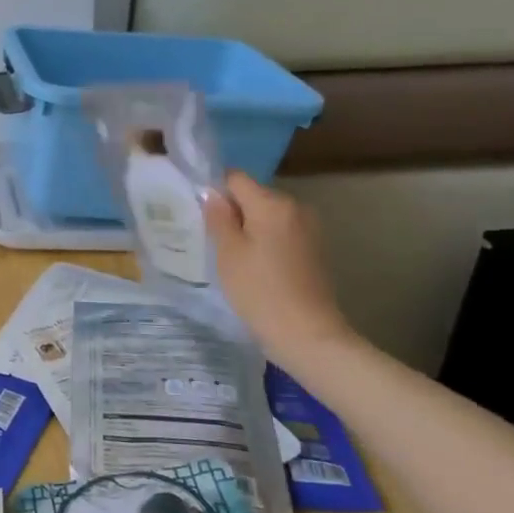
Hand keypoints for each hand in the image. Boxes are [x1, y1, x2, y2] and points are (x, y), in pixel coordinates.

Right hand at [202, 172, 356, 365]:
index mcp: (272, 203)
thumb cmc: (260, 291)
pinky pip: (280, 232)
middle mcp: (295, 207)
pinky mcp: (313, 248)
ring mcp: (308, 228)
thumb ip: (219, 217)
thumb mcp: (228, 253)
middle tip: (212, 239)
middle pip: (253, 195)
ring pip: (267, 215)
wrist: (307, 334)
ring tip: (231, 256)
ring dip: (249, 227)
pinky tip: (254, 267)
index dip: (215, 190)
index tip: (200, 214)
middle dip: (232, 210)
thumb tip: (212, 193)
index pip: (235, 178)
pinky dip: (265, 241)